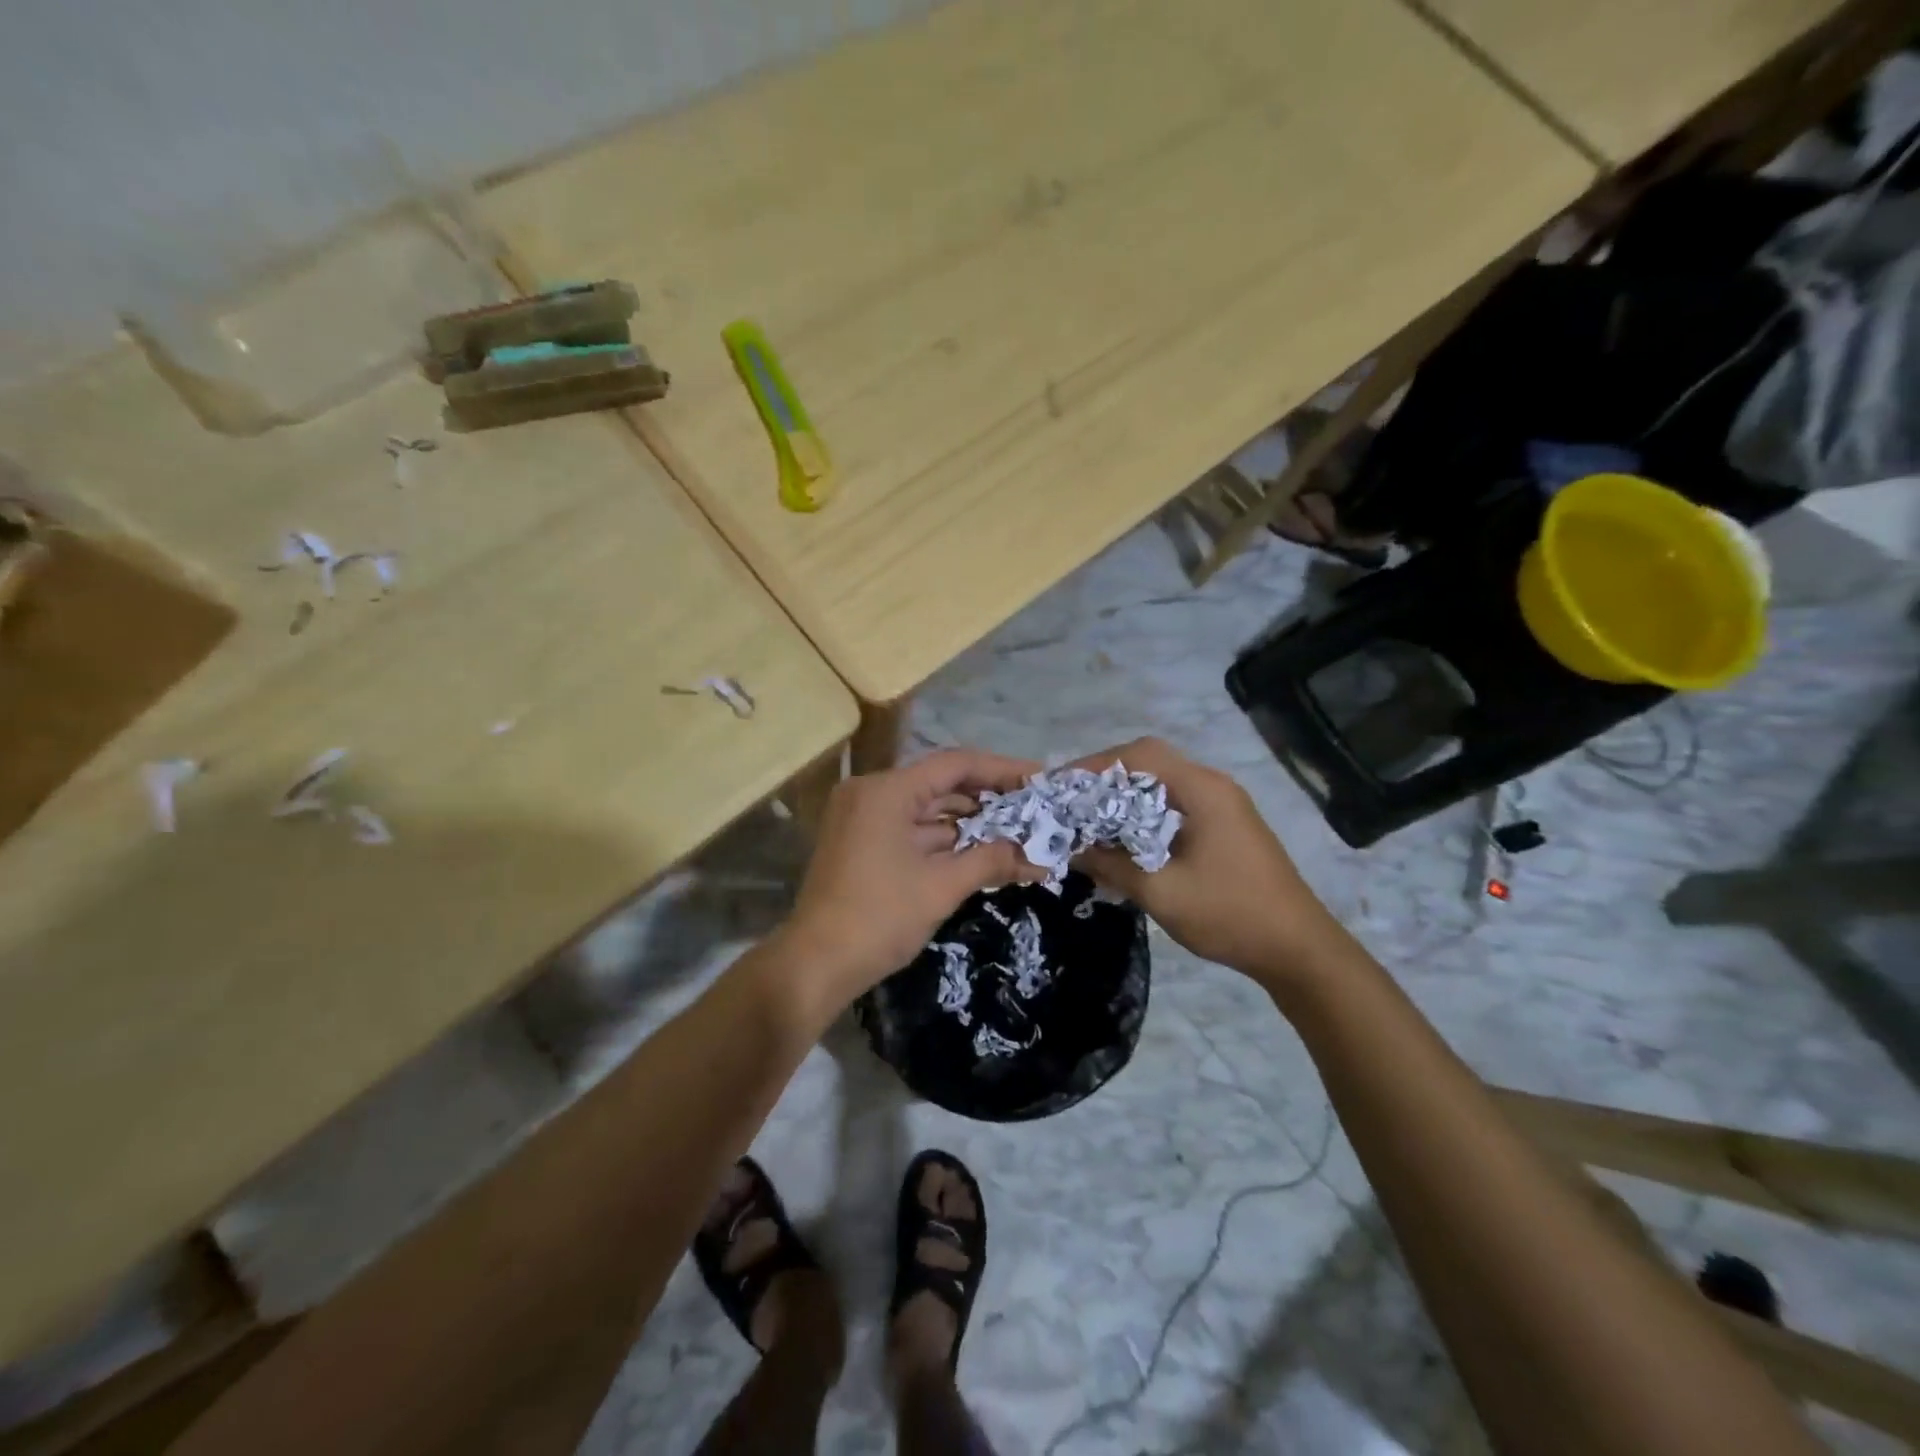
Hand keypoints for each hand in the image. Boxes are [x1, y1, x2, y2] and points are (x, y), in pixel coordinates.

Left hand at [779, 748, 1047, 1012]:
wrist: (815, 965)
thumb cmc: (879, 918)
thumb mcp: (941, 887)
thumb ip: (991, 861)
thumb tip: (1040, 859)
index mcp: (887, 791)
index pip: (955, 765)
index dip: (1002, 770)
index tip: (1039, 779)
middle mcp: (872, 793)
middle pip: (941, 784)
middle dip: (989, 799)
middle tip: (1034, 808)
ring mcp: (863, 818)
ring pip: (927, 809)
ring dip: (969, 822)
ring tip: (1018, 831)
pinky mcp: (862, 842)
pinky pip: (911, 829)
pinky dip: (944, 839)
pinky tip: (981, 850)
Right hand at [1069, 738, 1340, 984]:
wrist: (1298, 949)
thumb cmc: (1230, 914)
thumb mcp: (1162, 892)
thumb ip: (1112, 865)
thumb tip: (1071, 849)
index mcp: (1203, 790)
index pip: (1140, 755)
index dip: (1096, 765)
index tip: (1061, 787)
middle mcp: (1213, 787)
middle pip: (1150, 763)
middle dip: (1106, 778)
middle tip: (1070, 801)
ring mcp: (1222, 806)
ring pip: (1161, 785)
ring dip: (1124, 797)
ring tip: (1087, 818)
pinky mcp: (1223, 827)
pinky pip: (1174, 806)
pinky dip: (1142, 814)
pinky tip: (1122, 839)